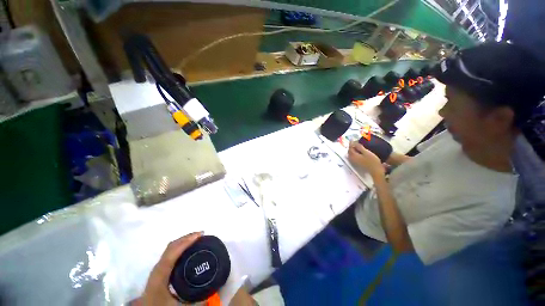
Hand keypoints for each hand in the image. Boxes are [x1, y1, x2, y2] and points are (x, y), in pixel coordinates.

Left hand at [133, 232, 202, 305]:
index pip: (173, 253)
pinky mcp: (160, 270)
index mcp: (161, 272)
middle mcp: (159, 266)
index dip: (185, 242)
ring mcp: (159, 267)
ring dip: (183, 243)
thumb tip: (212, 294)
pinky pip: (171, 255)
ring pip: (170, 250)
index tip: (199, 235)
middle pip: (171, 247)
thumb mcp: (178, 305)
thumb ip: (195, 301)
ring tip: (197, 241)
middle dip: (185, 238)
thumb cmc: (160, 304)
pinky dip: (180, 249)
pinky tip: (188, 253)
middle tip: (202, 235)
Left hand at [348, 142, 384, 176]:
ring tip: (357, 146)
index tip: (353, 139)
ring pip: (351, 155)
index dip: (351, 143)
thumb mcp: (366, 152)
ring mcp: (356, 163)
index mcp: (354, 156)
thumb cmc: (372, 160)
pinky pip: (354, 157)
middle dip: (351, 147)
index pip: (350, 149)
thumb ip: (359, 147)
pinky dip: (355, 153)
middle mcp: (353, 160)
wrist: (376, 170)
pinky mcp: (359, 164)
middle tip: (355, 142)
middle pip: (349, 152)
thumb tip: (354, 142)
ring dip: (353, 150)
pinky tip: (359, 151)